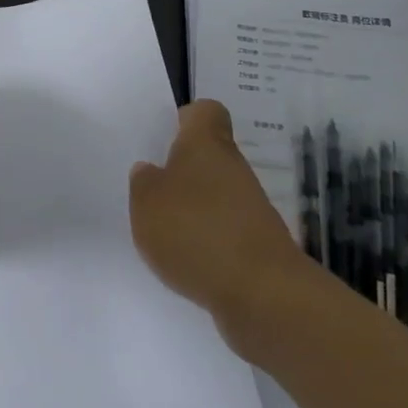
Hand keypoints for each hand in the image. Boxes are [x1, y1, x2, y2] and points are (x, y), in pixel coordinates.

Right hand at [130, 100, 310, 352]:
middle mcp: (233, 169)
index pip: (206, 112)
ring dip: (193, 208)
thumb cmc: (196, 232)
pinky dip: (207, 241)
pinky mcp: (259, 246)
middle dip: (182, 171)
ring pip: (217, 194)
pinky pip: (225, 230)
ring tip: (162, 230)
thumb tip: (151, 171)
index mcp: (206, 146)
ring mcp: (251, 208)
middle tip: (151, 188)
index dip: (187, 118)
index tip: (168, 133)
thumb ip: (144, 183)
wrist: (263, 296)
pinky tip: (186, 261)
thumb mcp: (146, 202)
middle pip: (209, 156)